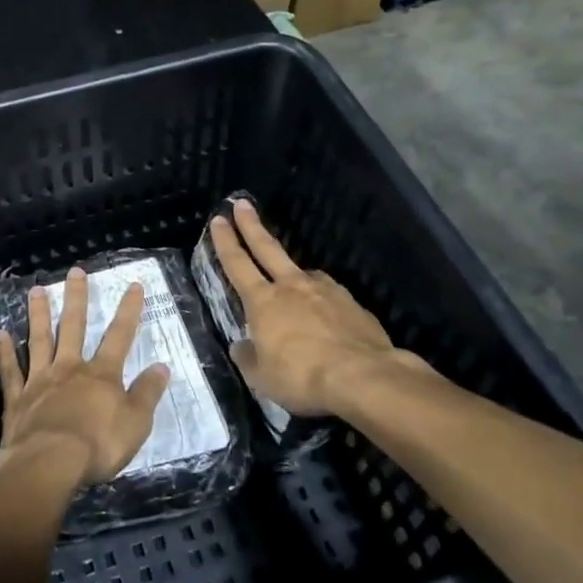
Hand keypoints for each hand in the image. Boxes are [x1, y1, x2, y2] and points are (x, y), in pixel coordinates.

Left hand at [0, 268, 171, 487]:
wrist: (48, 464)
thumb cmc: (97, 446)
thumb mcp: (136, 423)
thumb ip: (147, 394)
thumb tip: (162, 366)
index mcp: (101, 374)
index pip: (120, 336)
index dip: (128, 310)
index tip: (133, 285)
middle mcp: (69, 368)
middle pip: (73, 327)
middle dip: (76, 298)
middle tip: (74, 271)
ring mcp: (39, 380)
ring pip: (39, 340)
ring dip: (38, 314)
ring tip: (35, 290)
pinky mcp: (17, 399)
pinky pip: (10, 370)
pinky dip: (5, 352)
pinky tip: (0, 333)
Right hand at [209, 198, 409, 416]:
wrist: (363, 377)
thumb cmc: (302, 377)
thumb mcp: (262, 378)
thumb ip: (249, 358)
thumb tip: (242, 346)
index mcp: (263, 302)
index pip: (237, 264)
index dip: (225, 241)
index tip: (219, 219)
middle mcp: (292, 287)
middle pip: (267, 248)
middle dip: (251, 225)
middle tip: (242, 203)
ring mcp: (326, 291)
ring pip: (303, 274)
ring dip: (293, 275)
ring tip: (293, 291)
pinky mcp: (352, 303)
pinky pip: (329, 296)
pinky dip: (322, 301)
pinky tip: (326, 316)